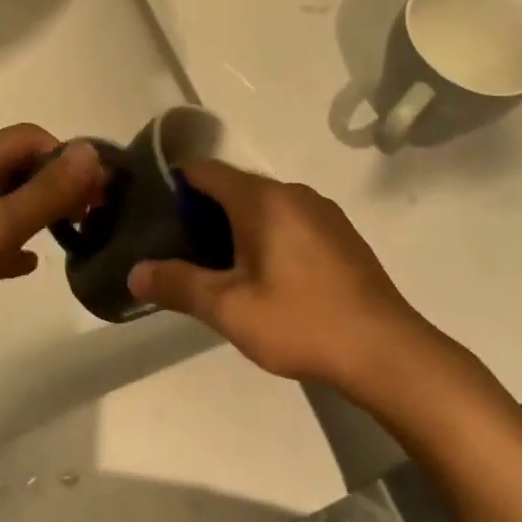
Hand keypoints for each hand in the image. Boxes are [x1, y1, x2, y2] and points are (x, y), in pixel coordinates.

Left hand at [0, 125, 105, 380]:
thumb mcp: (1, 224)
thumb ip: (49, 190)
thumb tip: (90, 152)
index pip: (30, 137)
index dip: (66, 156)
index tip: (96, 191)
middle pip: (19, 167)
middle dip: (57, 184)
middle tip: (92, 214)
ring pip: (5, 202)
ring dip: (39, 212)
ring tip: (73, 235)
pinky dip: (14, 243)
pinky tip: (29, 265)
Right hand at [127, 160, 445, 392]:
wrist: (387, 351)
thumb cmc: (301, 321)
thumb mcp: (230, 309)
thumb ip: (179, 285)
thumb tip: (134, 272)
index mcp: (261, 198)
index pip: (205, 170)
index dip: (174, 185)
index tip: (156, 214)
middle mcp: (292, 192)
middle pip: (233, 186)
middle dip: (203, 211)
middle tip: (183, 250)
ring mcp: (322, 211)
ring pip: (263, 204)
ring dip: (236, 225)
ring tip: (220, 268)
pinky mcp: (340, 233)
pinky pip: (290, 219)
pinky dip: (267, 234)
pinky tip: (268, 277)